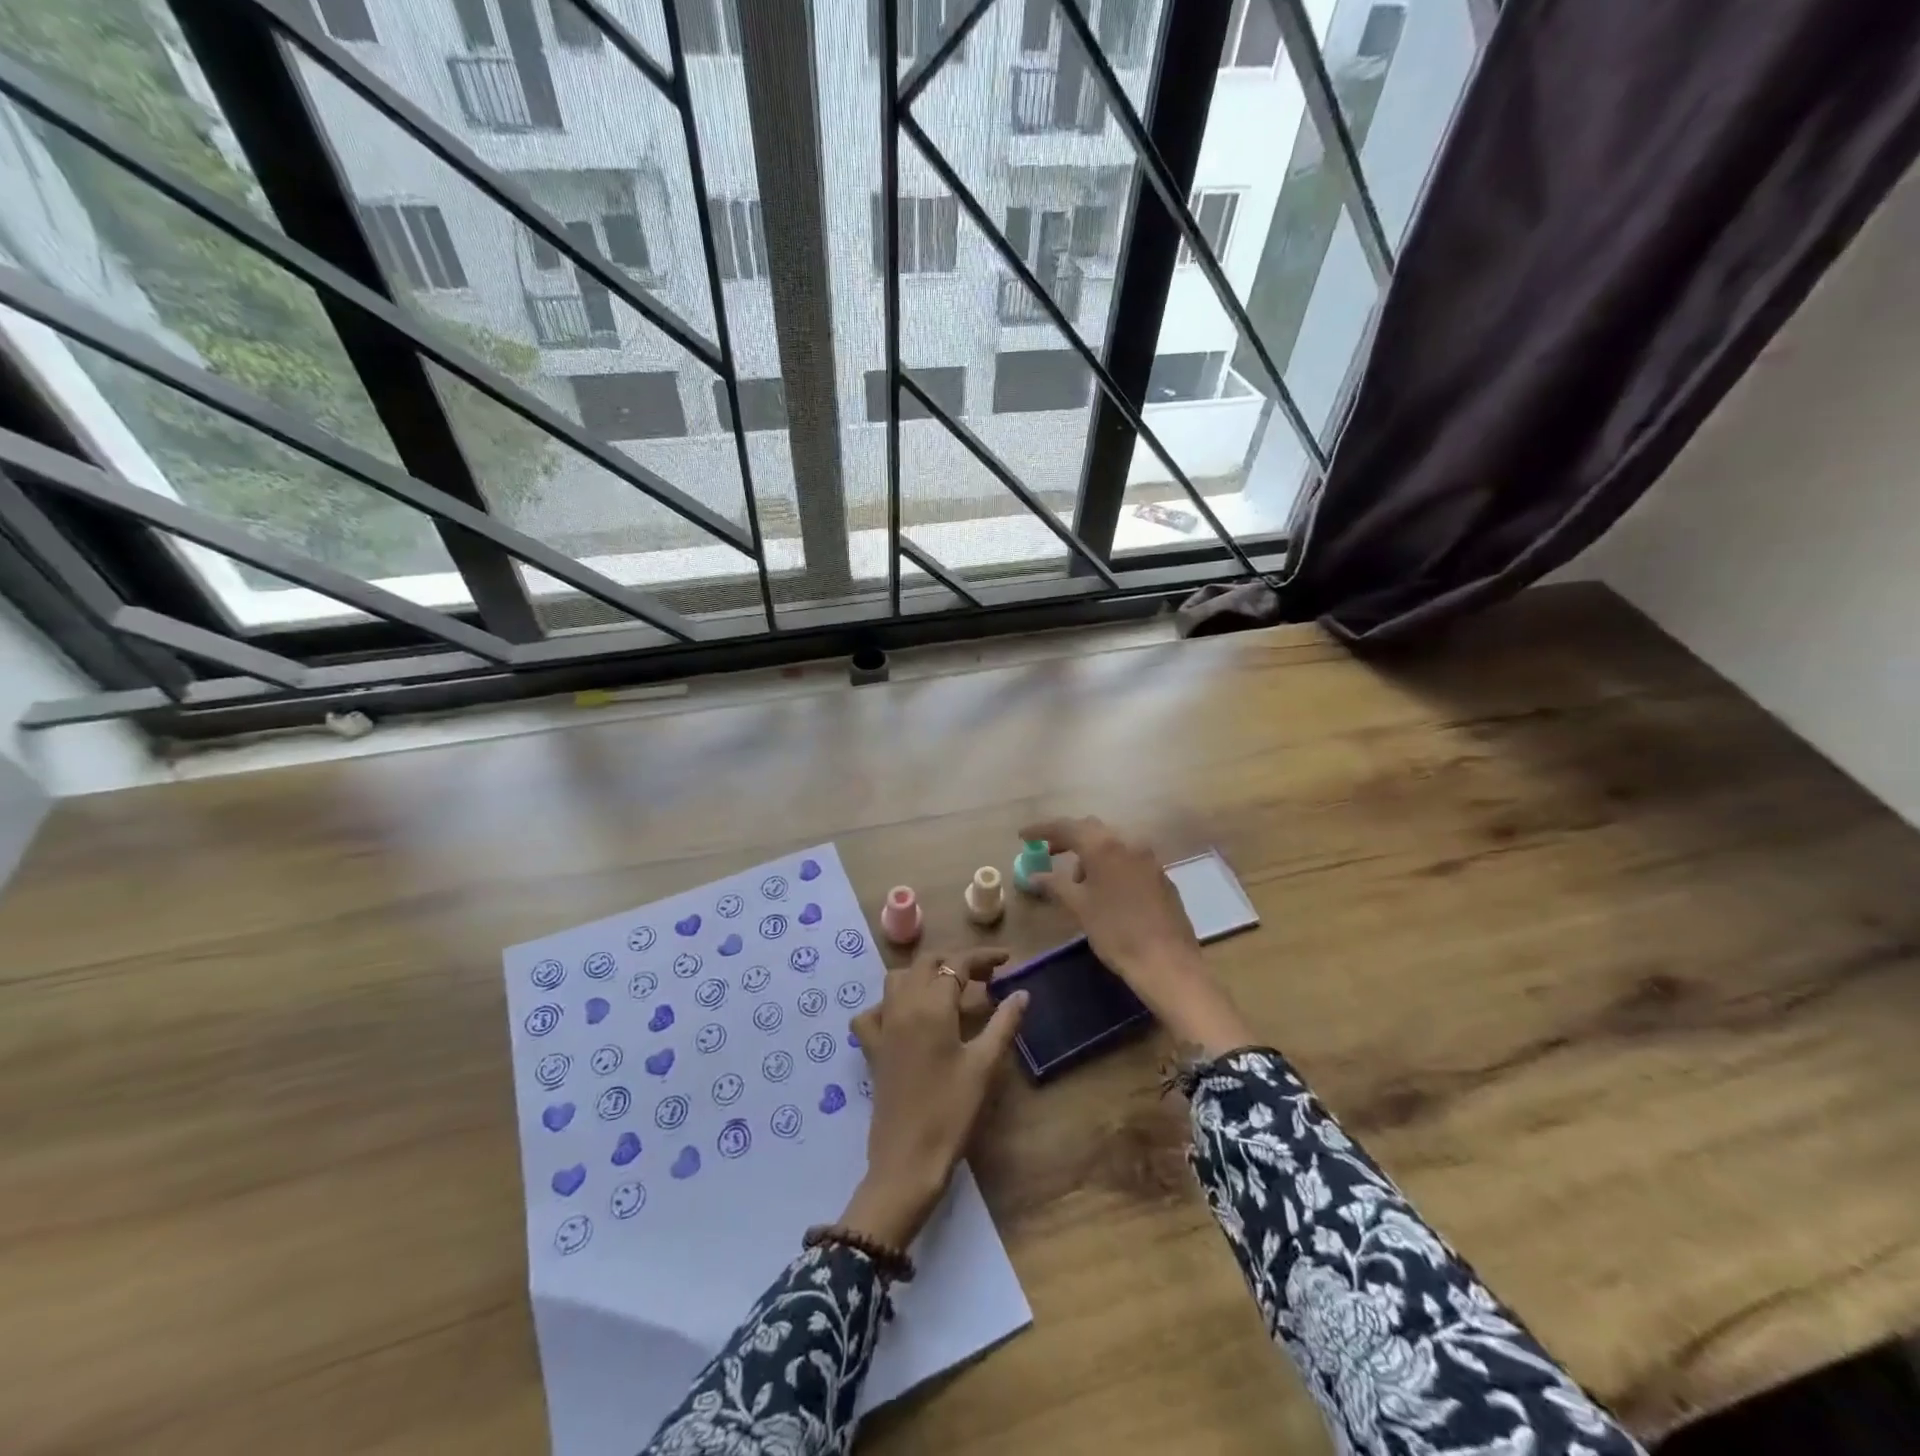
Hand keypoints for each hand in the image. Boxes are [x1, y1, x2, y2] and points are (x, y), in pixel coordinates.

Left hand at [839, 947, 1028, 1248]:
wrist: (908, 1159)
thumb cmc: (952, 1111)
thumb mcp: (985, 1066)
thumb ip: (1004, 1023)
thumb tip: (1022, 993)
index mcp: (931, 1005)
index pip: (957, 964)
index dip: (983, 957)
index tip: (1007, 960)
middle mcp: (902, 1006)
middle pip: (927, 963)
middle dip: (955, 962)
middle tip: (984, 977)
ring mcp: (883, 1026)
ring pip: (899, 979)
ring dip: (925, 974)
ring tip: (950, 990)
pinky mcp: (872, 1048)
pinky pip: (874, 1011)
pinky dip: (891, 1003)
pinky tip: (907, 1017)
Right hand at [1020, 816, 1252, 1055]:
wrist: (1167, 962)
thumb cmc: (1116, 932)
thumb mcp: (1079, 907)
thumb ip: (1054, 884)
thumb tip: (1033, 875)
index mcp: (1104, 846)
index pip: (1066, 826)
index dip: (1042, 829)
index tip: (1023, 836)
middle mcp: (1128, 842)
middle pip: (1091, 829)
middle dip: (1067, 839)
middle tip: (1047, 853)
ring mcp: (1148, 857)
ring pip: (1111, 843)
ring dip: (1089, 853)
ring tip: (1075, 881)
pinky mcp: (1160, 874)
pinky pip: (1128, 858)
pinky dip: (1109, 864)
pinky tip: (1104, 889)